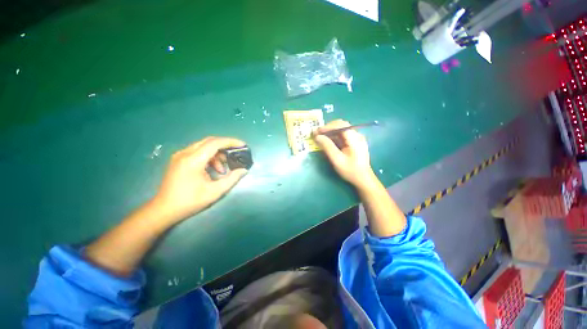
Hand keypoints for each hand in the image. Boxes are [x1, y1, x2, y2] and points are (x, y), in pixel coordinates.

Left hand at [153, 137, 248, 222]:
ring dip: (217, 154)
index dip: (231, 142)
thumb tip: (244, 170)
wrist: (164, 209)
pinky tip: (212, 170)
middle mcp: (185, 153)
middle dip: (225, 146)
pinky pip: (198, 152)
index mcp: (193, 160)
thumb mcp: (215, 191)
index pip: (215, 143)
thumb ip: (232, 179)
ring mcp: (180, 155)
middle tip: (236, 153)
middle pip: (209, 141)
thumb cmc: (190, 201)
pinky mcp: (178, 159)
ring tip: (223, 169)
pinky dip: (209, 157)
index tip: (243, 145)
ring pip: (204, 146)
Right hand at [314, 120, 376, 189]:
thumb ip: (327, 147)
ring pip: (341, 130)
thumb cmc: (350, 171)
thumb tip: (317, 136)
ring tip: (320, 137)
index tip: (317, 132)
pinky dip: (334, 137)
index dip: (327, 127)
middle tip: (317, 134)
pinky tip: (327, 142)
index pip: (340, 125)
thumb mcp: (337, 160)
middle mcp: (357, 135)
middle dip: (328, 128)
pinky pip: (342, 136)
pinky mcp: (354, 142)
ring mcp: (356, 138)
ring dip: (330, 132)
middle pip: (341, 125)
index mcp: (355, 138)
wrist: (363, 179)